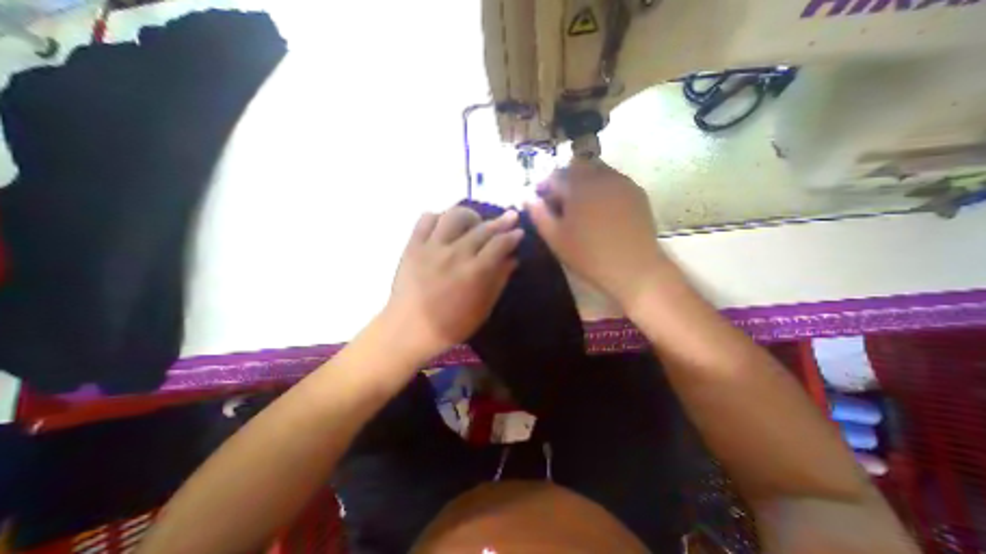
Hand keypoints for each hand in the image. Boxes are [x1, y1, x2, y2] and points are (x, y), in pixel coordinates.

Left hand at [383, 205, 523, 360]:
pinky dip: (439, 217)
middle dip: (501, 221)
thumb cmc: (450, 325)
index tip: (519, 232)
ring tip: (475, 221)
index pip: (499, 244)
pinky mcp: (413, 245)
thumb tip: (512, 259)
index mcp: (474, 272)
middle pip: (482, 228)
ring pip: (454, 215)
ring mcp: (432, 247)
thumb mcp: (482, 309)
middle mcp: (455, 253)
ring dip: (470, 215)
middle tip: (510, 217)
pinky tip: (445, 225)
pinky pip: (426, 219)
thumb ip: (498, 281)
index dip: (512, 236)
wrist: (408, 329)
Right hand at [527, 160, 673, 308]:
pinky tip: (601, 208)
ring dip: (584, 181)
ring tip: (581, 205)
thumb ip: (539, 215)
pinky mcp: (636, 192)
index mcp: (578, 186)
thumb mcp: (556, 238)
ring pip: (597, 170)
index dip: (544, 185)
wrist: (633, 268)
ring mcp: (622, 182)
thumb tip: (528, 199)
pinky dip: (602, 187)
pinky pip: (613, 180)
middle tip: (561, 201)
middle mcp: (601, 176)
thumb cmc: (588, 255)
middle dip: (564, 179)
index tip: (540, 198)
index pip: (555, 175)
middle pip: (577, 167)